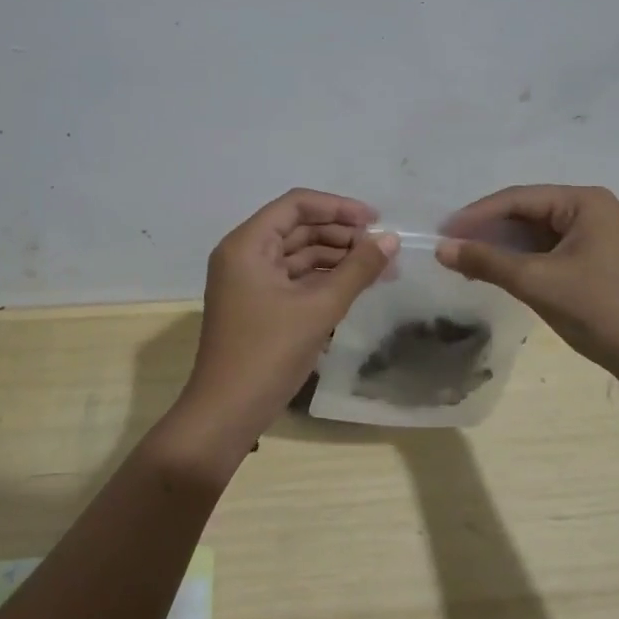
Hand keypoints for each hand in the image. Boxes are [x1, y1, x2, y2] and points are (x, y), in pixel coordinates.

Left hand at [182, 189, 397, 447]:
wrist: (226, 413)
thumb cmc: (268, 353)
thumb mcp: (319, 308)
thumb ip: (358, 270)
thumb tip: (392, 239)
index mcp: (248, 244)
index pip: (296, 205)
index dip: (338, 207)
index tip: (375, 220)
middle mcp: (245, 254)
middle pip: (298, 228)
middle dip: (341, 234)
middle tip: (383, 248)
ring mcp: (249, 281)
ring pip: (298, 254)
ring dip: (336, 258)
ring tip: (379, 269)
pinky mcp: (258, 304)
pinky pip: (294, 279)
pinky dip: (324, 280)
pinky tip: (356, 287)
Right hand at [436, 185, 618, 384]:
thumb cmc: (599, 311)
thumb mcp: (537, 282)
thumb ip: (487, 261)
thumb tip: (441, 249)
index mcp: (586, 202)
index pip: (520, 199)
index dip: (477, 214)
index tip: (443, 231)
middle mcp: (595, 210)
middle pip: (529, 212)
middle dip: (490, 231)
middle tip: (452, 247)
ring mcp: (599, 235)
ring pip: (538, 233)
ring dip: (504, 247)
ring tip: (467, 261)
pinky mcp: (599, 259)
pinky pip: (551, 249)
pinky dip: (523, 260)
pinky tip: (498, 271)